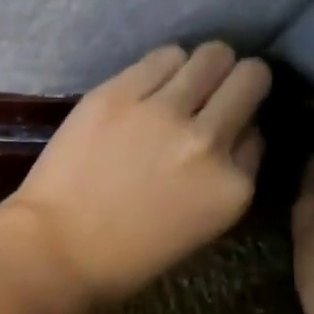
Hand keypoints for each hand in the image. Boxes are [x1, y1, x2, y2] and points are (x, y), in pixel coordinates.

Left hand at [0, 42, 271, 307]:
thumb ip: (223, 176)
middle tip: (213, 91)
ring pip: (210, 56)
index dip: (240, 126)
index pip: (258, 131)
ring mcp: (163, 112)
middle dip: (237, 81)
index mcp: (233, 186)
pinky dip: (162, 65)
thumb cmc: (125, 257)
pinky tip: (147, 83)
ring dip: (201, 66)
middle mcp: (208, 140)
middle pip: (248, 79)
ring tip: (178, 83)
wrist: (55, 250)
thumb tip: (233, 132)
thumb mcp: (200, 227)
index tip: (221, 130)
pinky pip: (162, 56)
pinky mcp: (119, 94)